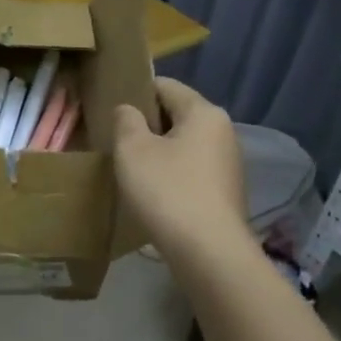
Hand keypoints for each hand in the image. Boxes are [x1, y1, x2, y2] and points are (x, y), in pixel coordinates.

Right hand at [112, 78, 249, 263]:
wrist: (209, 254)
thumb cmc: (168, 191)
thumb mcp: (133, 150)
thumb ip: (126, 120)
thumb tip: (129, 110)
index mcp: (204, 112)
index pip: (165, 86)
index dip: (136, 92)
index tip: (112, 111)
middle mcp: (223, 131)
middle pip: (177, 114)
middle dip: (147, 124)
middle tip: (117, 141)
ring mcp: (228, 164)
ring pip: (185, 144)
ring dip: (159, 151)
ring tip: (132, 168)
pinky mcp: (226, 192)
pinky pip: (192, 170)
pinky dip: (173, 174)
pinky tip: (154, 193)